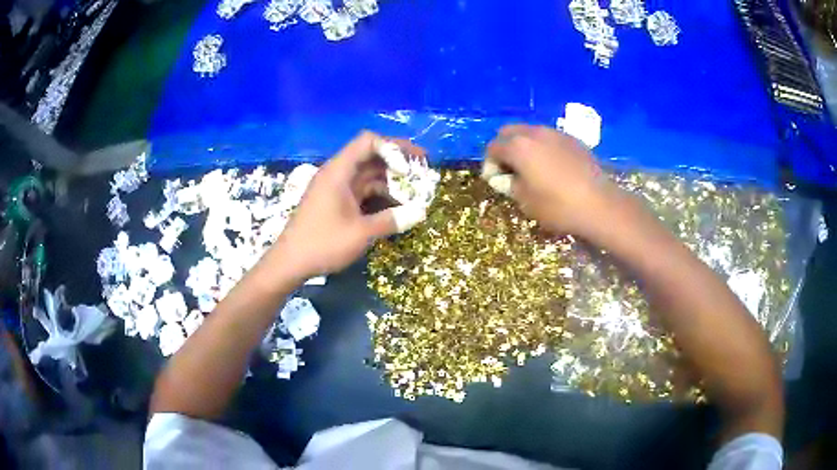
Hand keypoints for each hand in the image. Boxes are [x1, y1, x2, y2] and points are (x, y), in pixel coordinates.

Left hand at [271, 131, 423, 279]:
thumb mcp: (361, 233)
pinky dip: (379, 194)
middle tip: (423, 170)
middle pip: (371, 155)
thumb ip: (392, 220)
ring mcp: (336, 187)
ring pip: (368, 174)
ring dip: (390, 180)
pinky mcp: (336, 201)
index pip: (369, 141)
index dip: (393, 148)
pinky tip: (396, 206)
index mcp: (339, 171)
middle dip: (398, 161)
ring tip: (414, 190)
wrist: (290, 263)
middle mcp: (338, 173)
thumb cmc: (323, 244)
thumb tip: (420, 212)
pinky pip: (362, 190)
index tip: (410, 166)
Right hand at [483, 124, 616, 236]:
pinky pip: (549, 138)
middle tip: (509, 169)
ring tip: (531, 167)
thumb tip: (503, 178)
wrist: (599, 204)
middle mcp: (534, 133)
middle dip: (504, 148)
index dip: (490, 164)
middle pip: (509, 132)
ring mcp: (555, 133)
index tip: (496, 180)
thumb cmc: (557, 206)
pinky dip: (543, 147)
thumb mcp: (525, 201)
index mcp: (518, 147)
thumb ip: (509, 185)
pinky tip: (552, 166)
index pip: (493, 148)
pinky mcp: (572, 139)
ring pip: (530, 132)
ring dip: (524, 146)